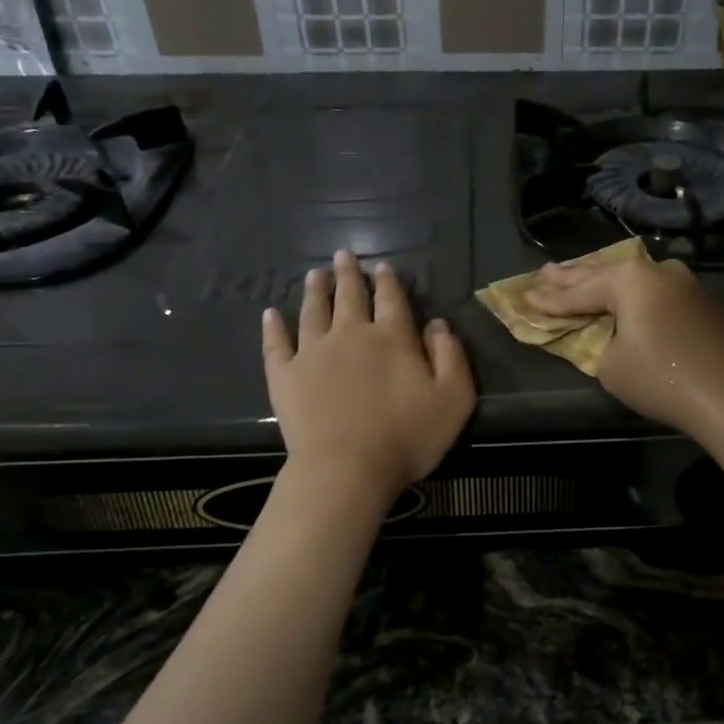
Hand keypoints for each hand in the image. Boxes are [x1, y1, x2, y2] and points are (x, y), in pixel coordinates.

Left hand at [261, 251, 474, 504]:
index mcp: (392, 338)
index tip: (382, 266)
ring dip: (315, 291)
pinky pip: (276, 344)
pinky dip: (273, 327)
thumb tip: (438, 325)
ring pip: (313, 312)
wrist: (346, 468)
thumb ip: (451, 357)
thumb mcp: (453, 399)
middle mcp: (351, 334)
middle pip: (349, 297)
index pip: (391, 299)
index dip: (388, 281)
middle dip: (348, 275)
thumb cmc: (407, 436)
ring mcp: (313, 352)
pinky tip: (270, 314)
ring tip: (314, 275)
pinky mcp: (285, 375)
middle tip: (342, 255)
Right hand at [526, 255, 723, 442]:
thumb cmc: (661, 378)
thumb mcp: (610, 365)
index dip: (550, 300)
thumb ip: (597, 343)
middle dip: (573, 276)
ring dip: (607, 280)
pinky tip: (630, 296)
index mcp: (629, 280)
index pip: (579, 292)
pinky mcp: (705, 304)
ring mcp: (686, 284)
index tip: (525, 298)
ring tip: (581, 275)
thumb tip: (607, 336)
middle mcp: (658, 271)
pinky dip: (637, 296)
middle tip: (546, 272)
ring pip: (636, 278)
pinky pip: (659, 293)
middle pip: (605, 273)